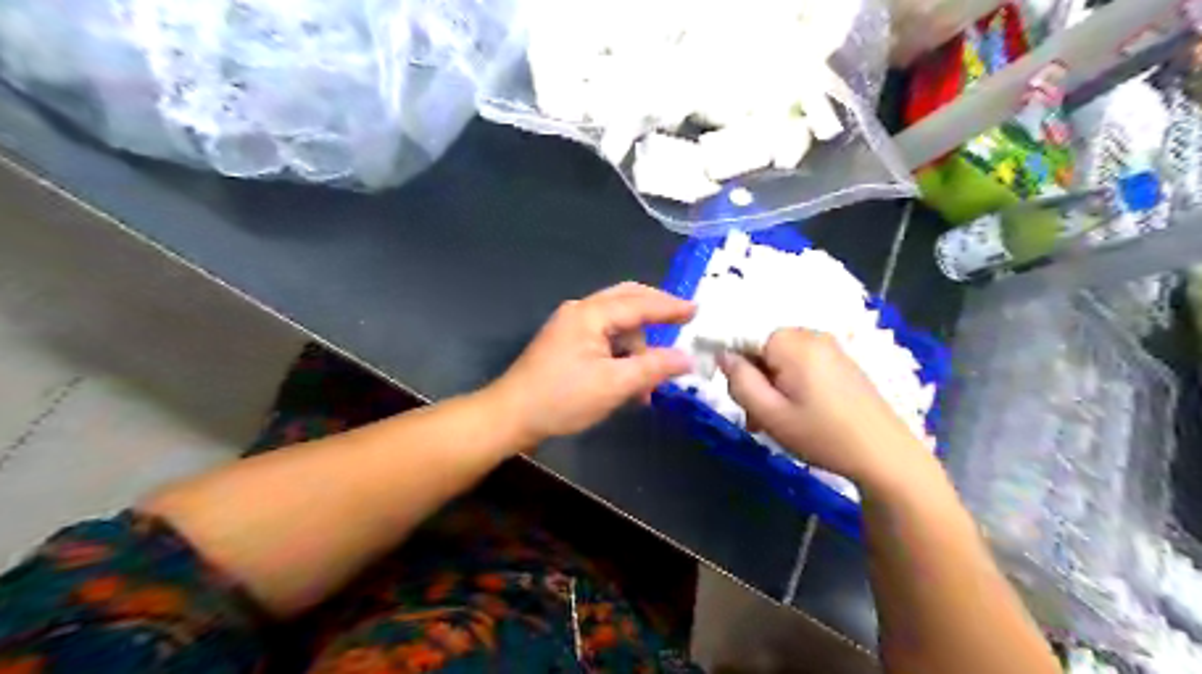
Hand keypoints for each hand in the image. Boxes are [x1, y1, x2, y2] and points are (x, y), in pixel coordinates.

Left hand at [487, 281, 696, 445]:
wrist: (510, 417)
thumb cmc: (562, 398)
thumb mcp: (614, 385)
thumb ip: (654, 367)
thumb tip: (687, 358)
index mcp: (591, 314)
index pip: (640, 303)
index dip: (670, 307)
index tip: (697, 310)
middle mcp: (580, 312)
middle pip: (626, 301)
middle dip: (655, 313)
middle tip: (682, 321)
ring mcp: (571, 328)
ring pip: (616, 325)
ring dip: (638, 347)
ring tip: (650, 383)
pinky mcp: (566, 345)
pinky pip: (604, 340)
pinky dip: (622, 356)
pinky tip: (630, 383)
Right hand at [722, 325, 927, 488]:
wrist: (885, 455)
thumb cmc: (822, 435)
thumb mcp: (770, 414)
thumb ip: (739, 381)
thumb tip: (722, 354)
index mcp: (792, 342)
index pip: (743, 337)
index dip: (735, 366)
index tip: (740, 399)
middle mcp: (810, 335)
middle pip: (762, 349)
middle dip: (754, 380)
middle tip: (756, 420)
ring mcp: (829, 347)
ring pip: (780, 360)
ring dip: (770, 387)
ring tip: (775, 423)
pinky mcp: (840, 361)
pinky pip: (801, 364)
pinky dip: (791, 385)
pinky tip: (797, 414)